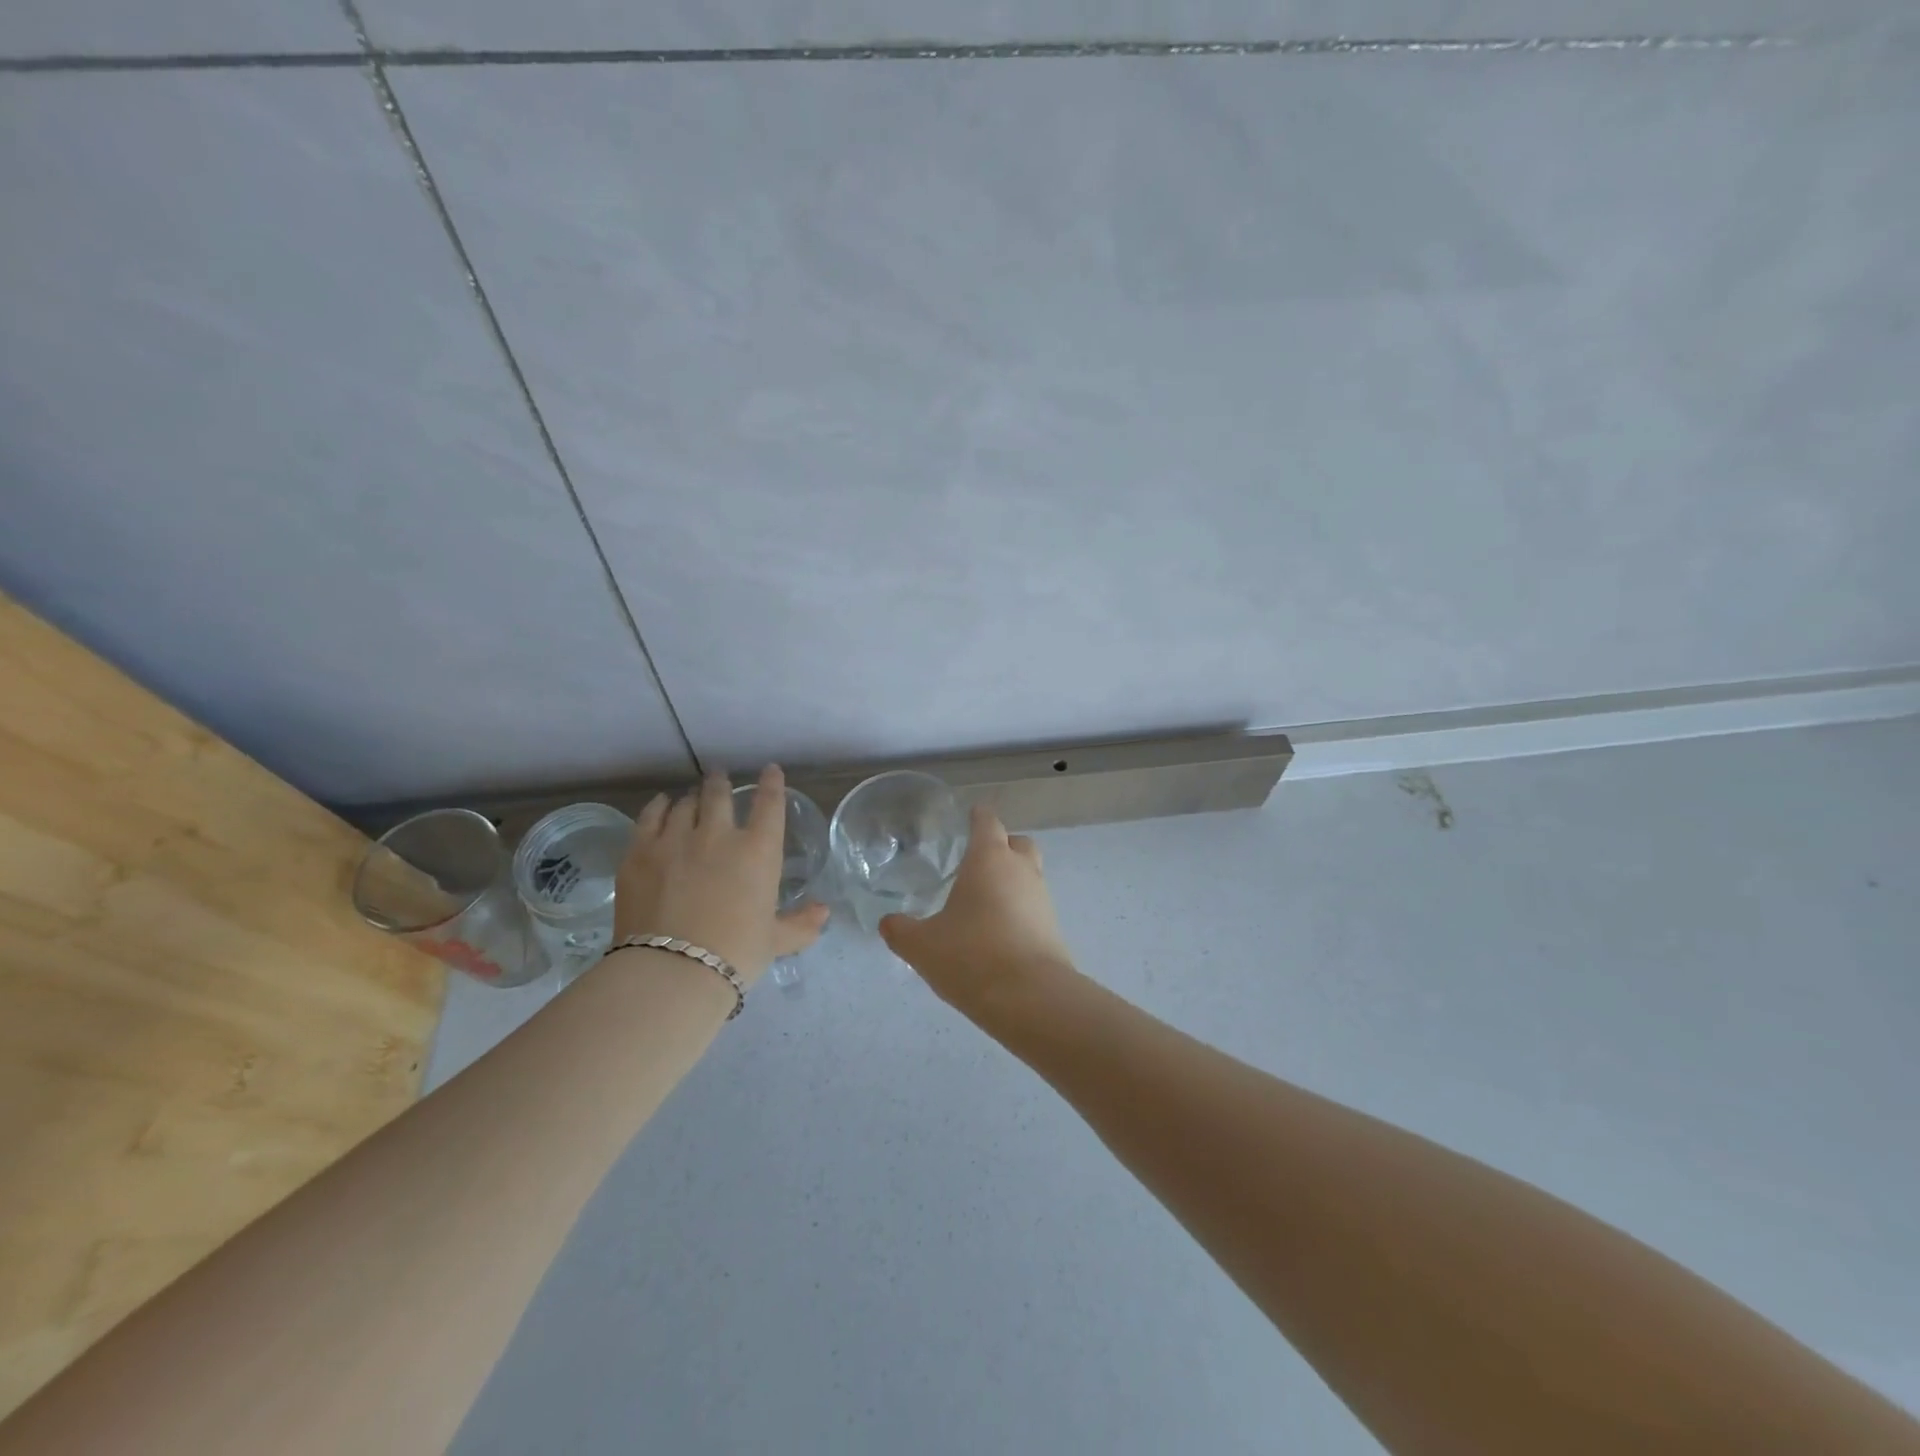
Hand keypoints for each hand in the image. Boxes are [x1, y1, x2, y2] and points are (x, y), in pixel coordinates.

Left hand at [613, 765, 829, 985]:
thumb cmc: (734, 953)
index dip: (772, 784)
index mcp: (758, 851)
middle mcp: (718, 835)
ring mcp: (675, 839)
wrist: (671, 969)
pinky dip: (659, 806)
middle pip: (720, 794)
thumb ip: (801, 924)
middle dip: (721, 782)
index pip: (769, 805)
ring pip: (685, 804)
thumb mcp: (774, 941)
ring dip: (692, 797)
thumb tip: (823, 911)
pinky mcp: (639, 852)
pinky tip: (662, 804)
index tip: (771, 770)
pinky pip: (650, 817)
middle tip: (719, 776)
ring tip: (691, 796)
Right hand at [879, 806, 1077, 1014]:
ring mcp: (1042, 898)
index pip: (987, 821)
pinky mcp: (1053, 928)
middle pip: (1017, 842)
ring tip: (982, 903)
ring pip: (1029, 874)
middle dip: (1001, 846)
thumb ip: (900, 930)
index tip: (967, 818)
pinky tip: (997, 932)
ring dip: (1011, 881)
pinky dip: (1019, 910)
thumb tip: (888, 922)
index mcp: (989, 859)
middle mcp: (1021, 870)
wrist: (1030, 998)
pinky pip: (1034, 906)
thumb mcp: (922, 946)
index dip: (977, 817)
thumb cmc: (971, 956)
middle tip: (976, 863)